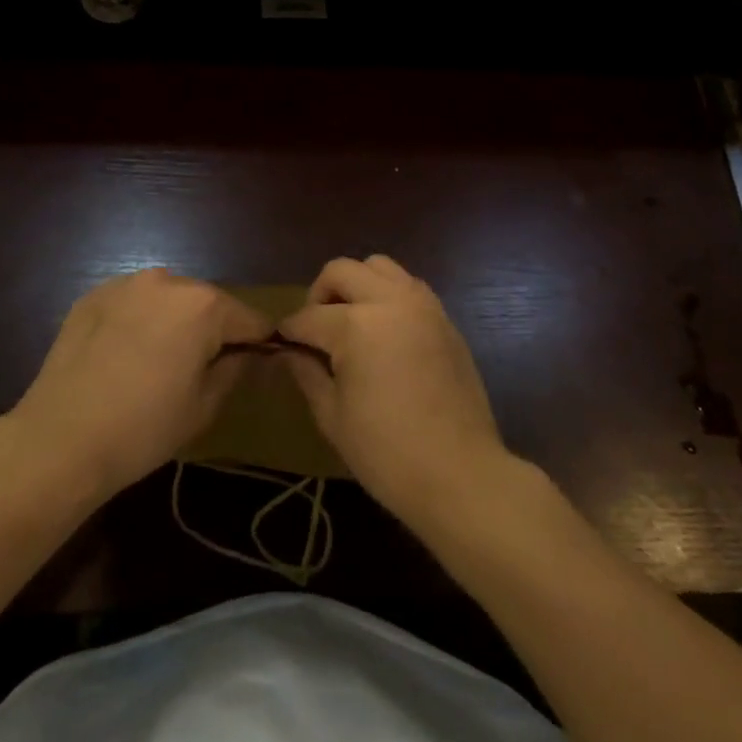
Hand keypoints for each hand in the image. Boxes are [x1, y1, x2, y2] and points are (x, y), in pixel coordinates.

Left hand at [9, 269, 268, 498]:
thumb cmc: (143, 428)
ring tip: (157, 362)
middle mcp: (167, 281)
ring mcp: (125, 284)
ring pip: (167, 299)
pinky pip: (132, 303)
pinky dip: (137, 320)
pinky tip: (123, 355)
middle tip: (199, 369)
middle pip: (207, 303)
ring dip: (172, 321)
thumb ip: (235, 368)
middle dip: (211, 329)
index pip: (249, 319)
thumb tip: (248, 353)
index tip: (253, 365)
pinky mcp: (92, 295)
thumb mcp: (204, 405)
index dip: (256, 343)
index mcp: (203, 305)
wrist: (59, 439)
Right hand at [280, 255, 510, 526]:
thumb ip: (307, 373)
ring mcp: (423, 306)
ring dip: (357, 285)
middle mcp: (390, 301)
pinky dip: (388, 295)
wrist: (460, 474)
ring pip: (379, 267)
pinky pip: (409, 286)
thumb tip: (289, 353)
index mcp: (357, 325)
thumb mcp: (333, 416)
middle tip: (315, 329)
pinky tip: (384, 332)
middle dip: (319, 294)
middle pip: (342, 271)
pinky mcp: (445, 319)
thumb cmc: (386, 452)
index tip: (281, 344)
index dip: (290, 331)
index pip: (309, 316)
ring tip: (351, 322)